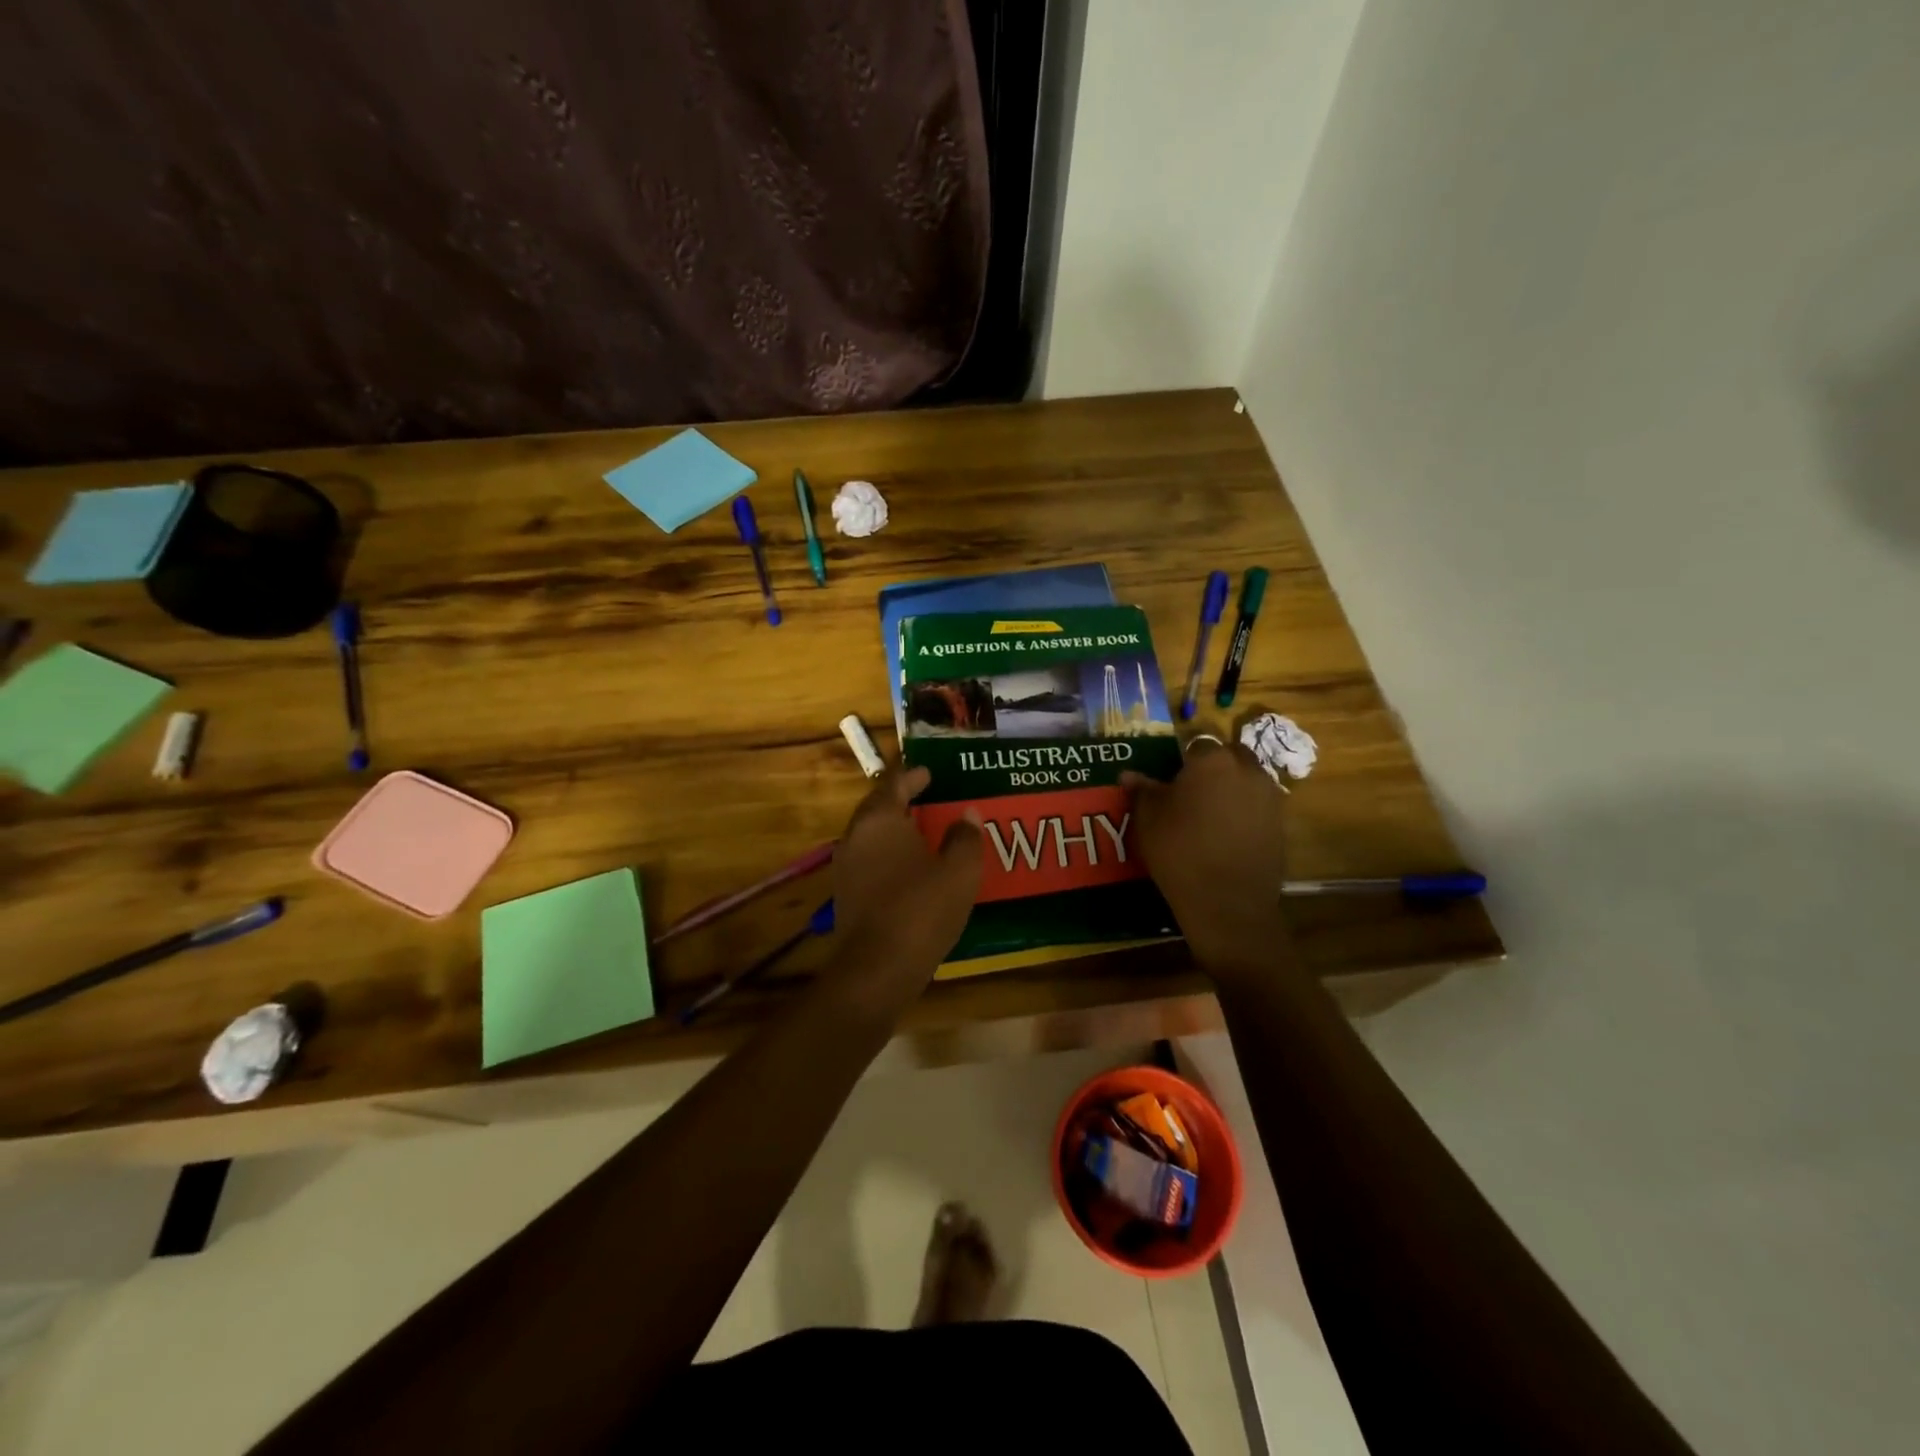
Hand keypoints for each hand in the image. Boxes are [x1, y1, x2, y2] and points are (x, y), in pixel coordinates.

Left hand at [830, 767, 981, 1000]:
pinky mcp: (846, 894)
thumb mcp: (959, 871)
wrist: (877, 969)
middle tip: (928, 796)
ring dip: (894, 828)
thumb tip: (967, 815)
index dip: (912, 775)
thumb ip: (965, 838)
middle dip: (901, 799)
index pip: (894, 783)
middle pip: (877, 806)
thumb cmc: (921, 910)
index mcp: (880, 819)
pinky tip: (910, 868)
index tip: (929, 771)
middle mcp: (856, 836)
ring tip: (923, 830)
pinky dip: (888, 854)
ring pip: (871, 834)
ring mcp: (846, 866)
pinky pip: (869, 860)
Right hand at [1123, 740, 1294, 980]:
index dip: (1182, 761)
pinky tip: (1226, 836)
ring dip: (1231, 788)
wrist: (1227, 903)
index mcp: (1212, 760)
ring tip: (1209, 816)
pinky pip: (1258, 806)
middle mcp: (1247, 770)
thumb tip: (1129, 775)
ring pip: (1247, 780)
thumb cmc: (1180, 851)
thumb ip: (1142, 791)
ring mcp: (1269, 797)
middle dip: (1213, 768)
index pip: (1196, 745)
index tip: (1170, 782)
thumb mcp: (1148, 820)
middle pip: (1228, 756)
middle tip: (1190, 794)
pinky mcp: (1280, 824)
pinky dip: (1245, 813)